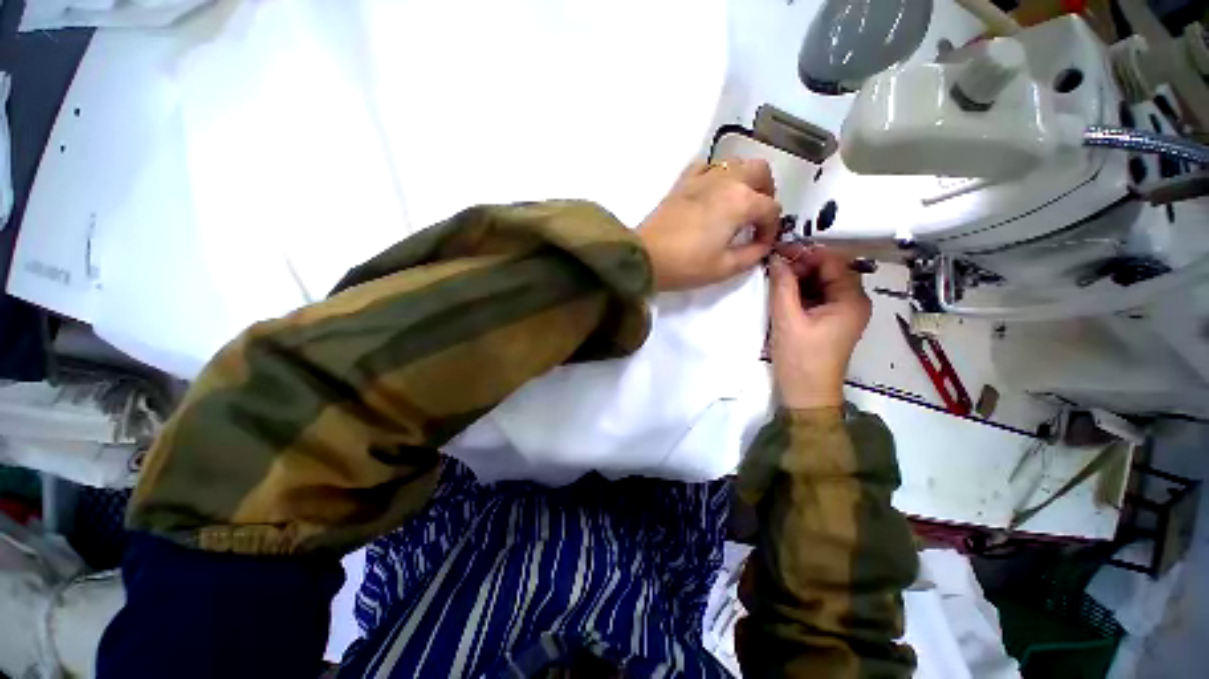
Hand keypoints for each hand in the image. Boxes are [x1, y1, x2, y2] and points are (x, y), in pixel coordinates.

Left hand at [638, 159, 781, 290]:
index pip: (771, 208)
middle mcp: (727, 180)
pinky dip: (716, 174)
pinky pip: (707, 166)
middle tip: (757, 216)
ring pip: (736, 162)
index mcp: (741, 202)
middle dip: (766, 192)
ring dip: (745, 179)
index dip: (771, 228)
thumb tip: (763, 245)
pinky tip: (712, 193)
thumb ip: (752, 255)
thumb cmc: (686, 265)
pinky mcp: (683, 181)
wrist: (646, 257)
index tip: (761, 244)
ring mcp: (703, 177)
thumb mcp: (725, 268)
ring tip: (737, 204)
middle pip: (760, 172)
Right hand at [769, 244, 870, 409]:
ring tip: (774, 277)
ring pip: (821, 284)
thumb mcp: (787, 319)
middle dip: (802, 265)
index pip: (833, 262)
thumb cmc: (800, 358)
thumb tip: (776, 258)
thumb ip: (782, 285)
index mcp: (851, 300)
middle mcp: (853, 302)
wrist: (806, 394)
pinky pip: (817, 297)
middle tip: (773, 265)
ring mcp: (843, 313)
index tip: (779, 250)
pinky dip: (800, 292)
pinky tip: (782, 292)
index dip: (807, 252)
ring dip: (799, 278)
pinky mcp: (831, 322)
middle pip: (829, 271)